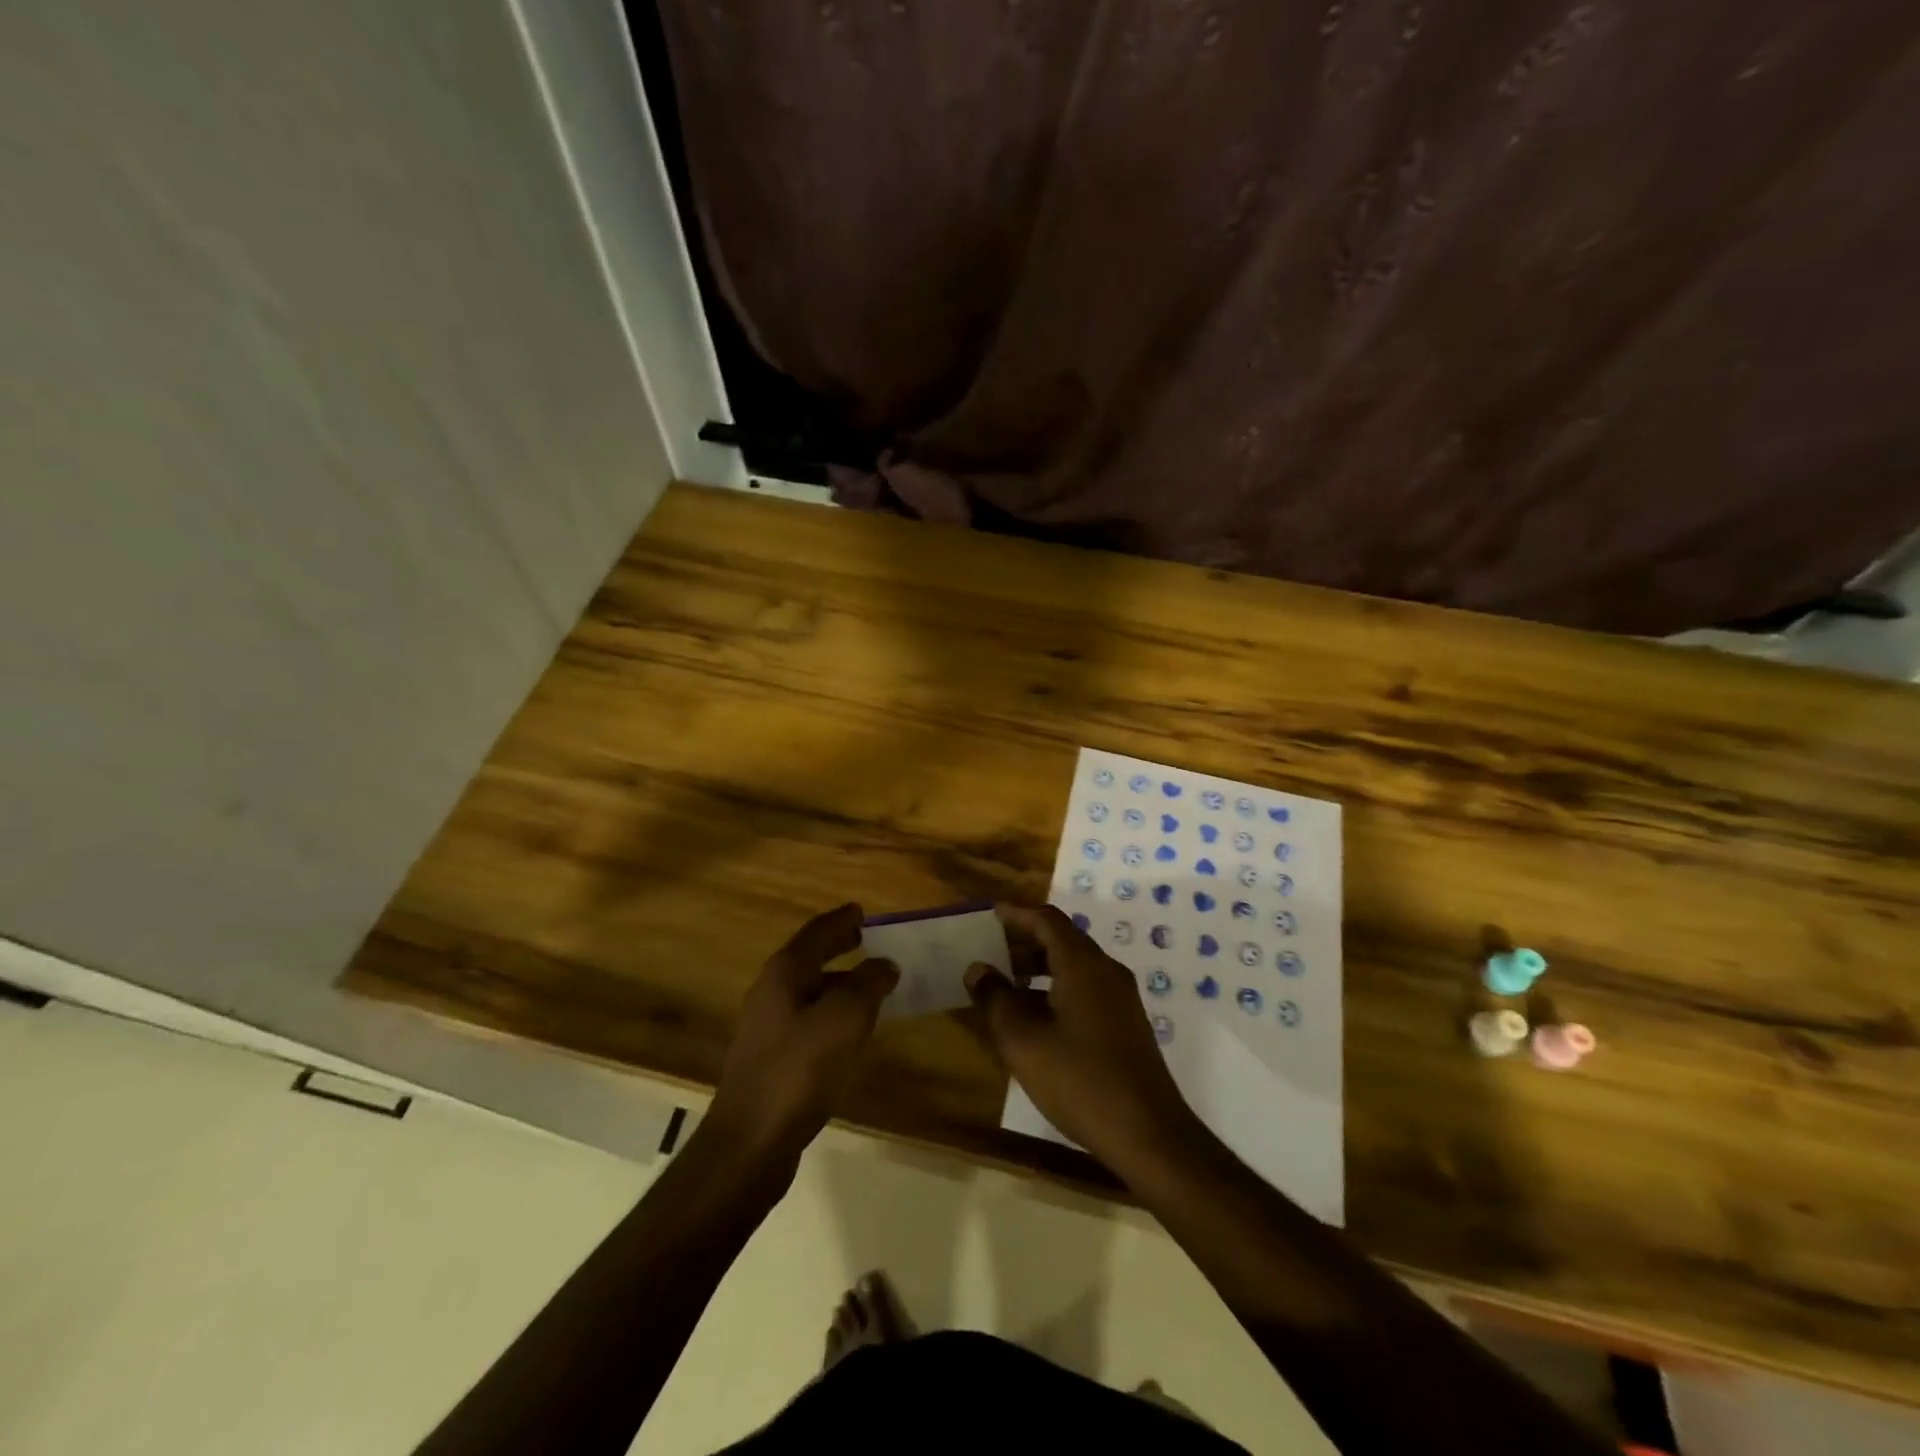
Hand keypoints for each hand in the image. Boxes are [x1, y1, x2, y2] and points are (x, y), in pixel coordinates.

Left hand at [707, 904, 897, 1163]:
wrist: (750, 1142)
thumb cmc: (799, 1069)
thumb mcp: (845, 1019)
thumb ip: (868, 985)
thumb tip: (885, 964)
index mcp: (785, 973)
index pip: (816, 932)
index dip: (841, 920)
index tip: (862, 911)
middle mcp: (771, 992)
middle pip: (809, 958)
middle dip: (837, 947)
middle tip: (866, 939)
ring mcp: (767, 1028)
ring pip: (808, 991)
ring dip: (838, 982)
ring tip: (869, 985)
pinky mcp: (771, 1059)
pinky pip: (808, 1020)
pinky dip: (831, 1013)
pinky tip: (850, 1030)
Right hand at [965, 903, 1199, 1174]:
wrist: (1149, 1134)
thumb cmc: (1081, 1081)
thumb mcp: (1024, 1042)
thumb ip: (996, 999)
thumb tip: (978, 968)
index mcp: (1083, 965)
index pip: (1047, 920)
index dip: (1016, 914)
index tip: (989, 914)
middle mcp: (1106, 971)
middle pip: (1062, 938)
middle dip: (1025, 940)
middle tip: (990, 949)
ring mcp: (1121, 998)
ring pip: (1074, 965)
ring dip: (1039, 967)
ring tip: (1005, 984)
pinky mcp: (1125, 1023)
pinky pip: (1085, 987)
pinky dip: (1056, 987)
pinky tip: (1035, 1017)